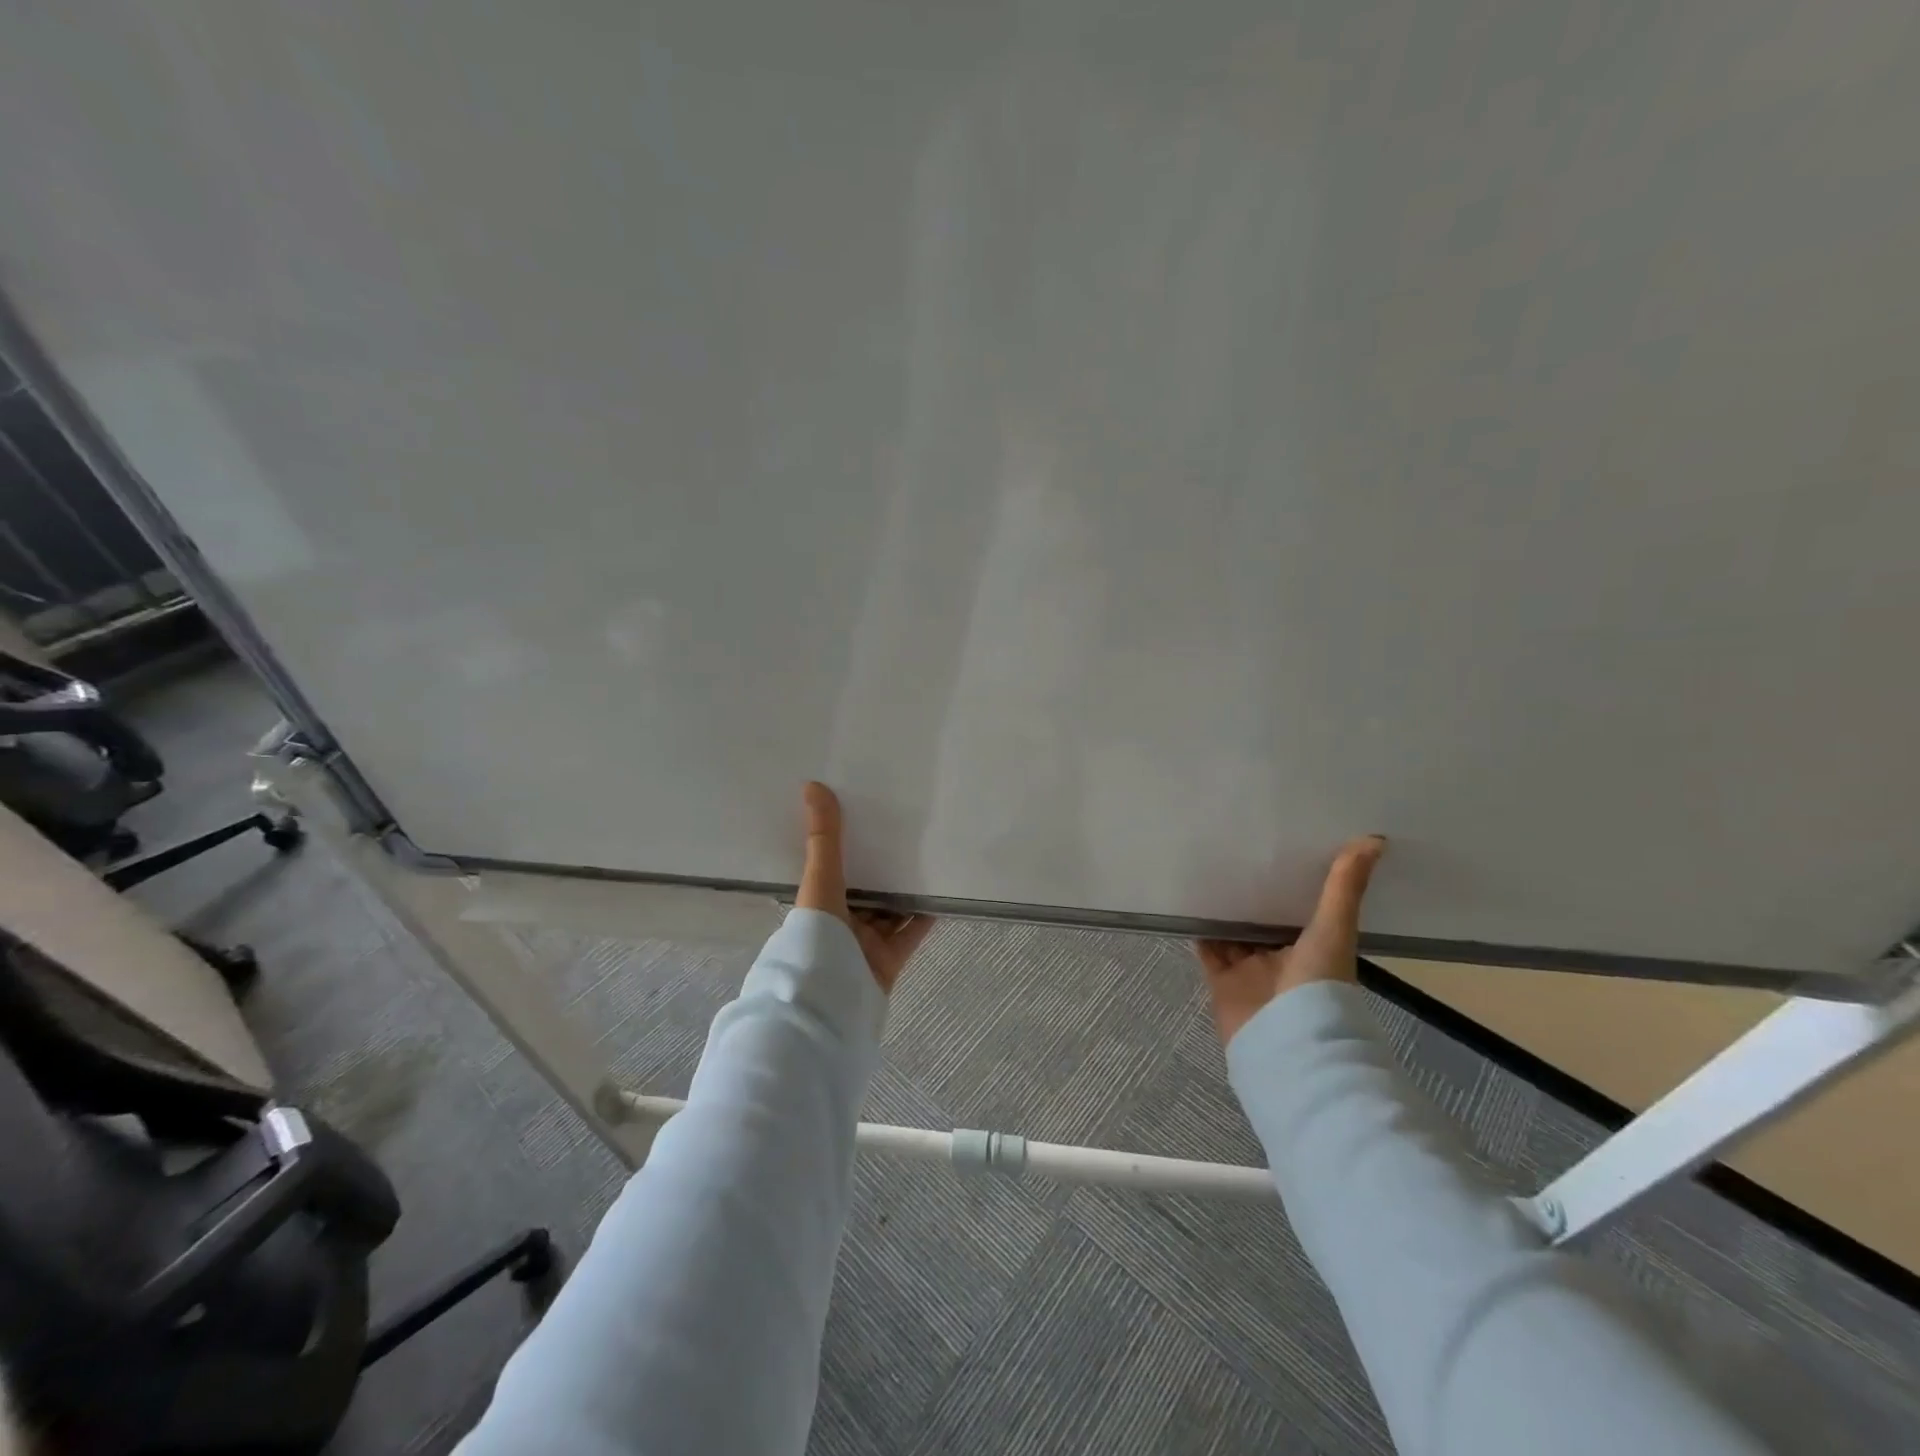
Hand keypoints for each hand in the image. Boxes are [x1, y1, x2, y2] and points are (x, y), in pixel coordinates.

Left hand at [796, 781, 934, 992]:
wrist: (829, 1004)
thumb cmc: (816, 938)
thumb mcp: (820, 881)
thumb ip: (823, 838)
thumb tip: (812, 785)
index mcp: (816, 906)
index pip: (831, 872)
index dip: (846, 849)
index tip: (864, 820)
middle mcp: (838, 925)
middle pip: (862, 892)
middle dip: (879, 869)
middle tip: (904, 835)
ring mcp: (863, 946)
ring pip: (887, 913)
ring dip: (903, 892)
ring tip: (927, 858)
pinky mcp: (888, 963)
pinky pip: (909, 935)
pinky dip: (924, 918)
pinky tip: (941, 895)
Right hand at [1195, 836, 1385, 1043]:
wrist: (1288, 1042)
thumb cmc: (1318, 984)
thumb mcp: (1334, 929)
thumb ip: (1345, 888)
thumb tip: (1374, 840)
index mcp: (1313, 949)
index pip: (1299, 910)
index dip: (1289, 884)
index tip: (1278, 850)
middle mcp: (1281, 960)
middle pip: (1262, 922)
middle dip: (1250, 895)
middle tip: (1233, 853)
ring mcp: (1250, 972)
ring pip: (1233, 935)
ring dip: (1222, 911)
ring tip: (1205, 871)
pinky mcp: (1222, 982)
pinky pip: (1208, 951)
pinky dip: (1199, 931)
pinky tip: (1189, 903)